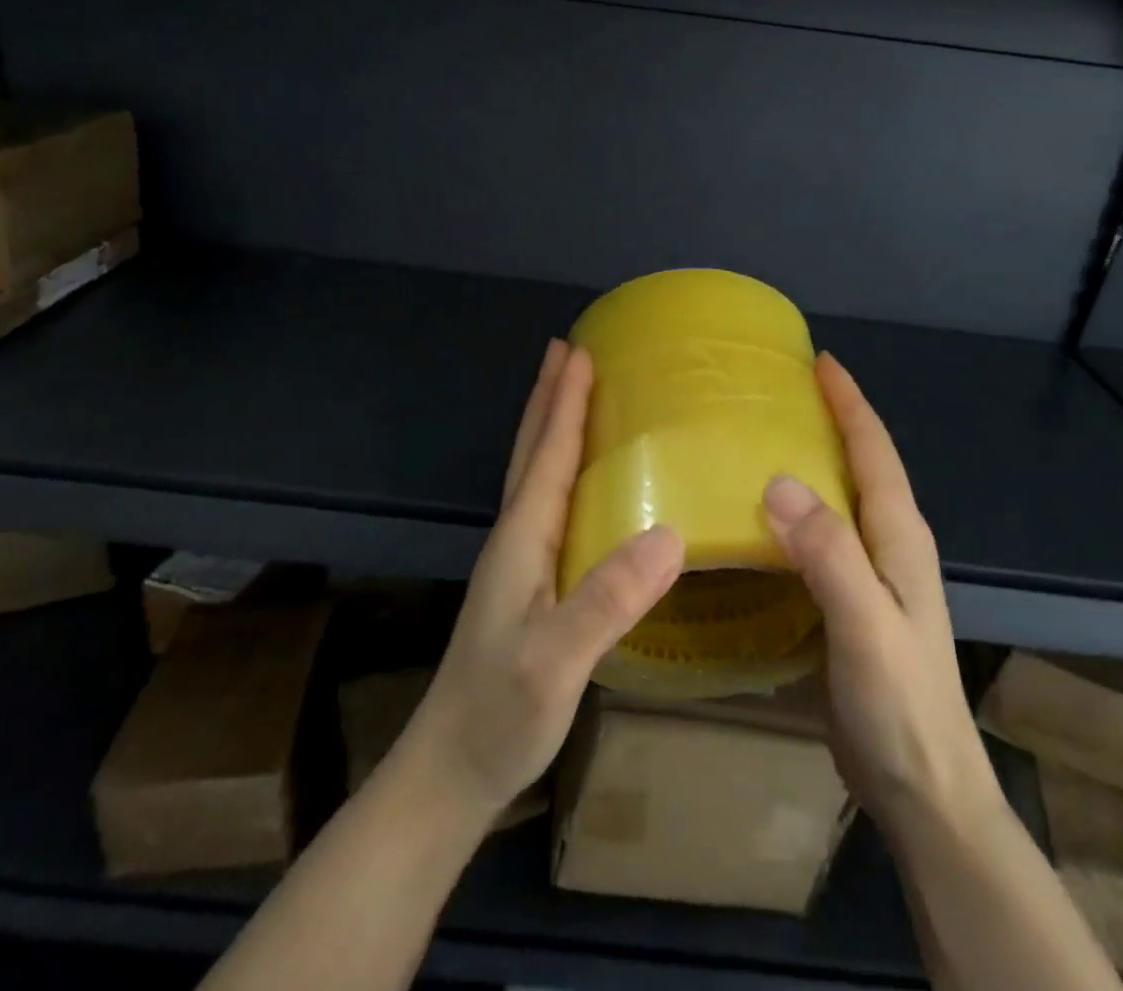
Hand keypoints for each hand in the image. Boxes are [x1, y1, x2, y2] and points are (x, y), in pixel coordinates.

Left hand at [397, 339, 684, 827]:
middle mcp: (515, 538)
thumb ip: (606, 600)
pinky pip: (546, 503)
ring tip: (568, 393)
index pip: (546, 455)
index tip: (579, 351)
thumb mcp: (555, 662)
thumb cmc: (500, 714)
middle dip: (549, 398)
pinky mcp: (527, 584)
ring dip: (549, 426)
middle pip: (531, 451)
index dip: (564, 402)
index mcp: (522, 539)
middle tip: (567, 350)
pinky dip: (558, 468)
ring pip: (534, 474)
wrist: (450, 771)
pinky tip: (577, 479)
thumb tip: (671, 533)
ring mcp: (518, 561)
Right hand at [763, 355, 1003, 836]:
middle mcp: (890, 545)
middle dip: (831, 418)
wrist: (924, 789)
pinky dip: (797, 508)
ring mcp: (872, 575)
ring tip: (764, 436)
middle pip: (861, 464)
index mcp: (899, 536)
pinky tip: (763, 514)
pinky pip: (821, 535)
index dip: (850, 403)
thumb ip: (829, 553)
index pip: (874, 451)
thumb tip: (776, 480)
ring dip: (812, 460)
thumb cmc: (900, 704)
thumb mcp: (864, 624)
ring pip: (840, 498)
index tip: (820, 361)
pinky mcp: (850, 602)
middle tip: (781, 390)